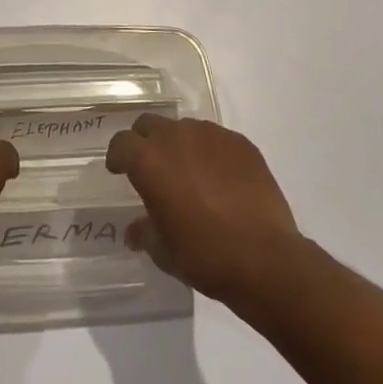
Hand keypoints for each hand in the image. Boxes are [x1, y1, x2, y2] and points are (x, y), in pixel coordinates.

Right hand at [105, 115, 303, 305]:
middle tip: (152, 167)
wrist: (265, 258)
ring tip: (190, 173)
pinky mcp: (240, 142)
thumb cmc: (204, 255)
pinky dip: (210, 153)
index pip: (121, 143)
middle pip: (150, 124)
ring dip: (179, 145)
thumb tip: (135, 229)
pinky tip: (220, 179)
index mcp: (149, 160)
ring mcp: (211, 135)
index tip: (119, 170)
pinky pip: (216, 139)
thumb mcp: (163, 251)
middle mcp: (176, 136)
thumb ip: (144, 232)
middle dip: (145, 142)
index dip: (117, 156)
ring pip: (184, 128)